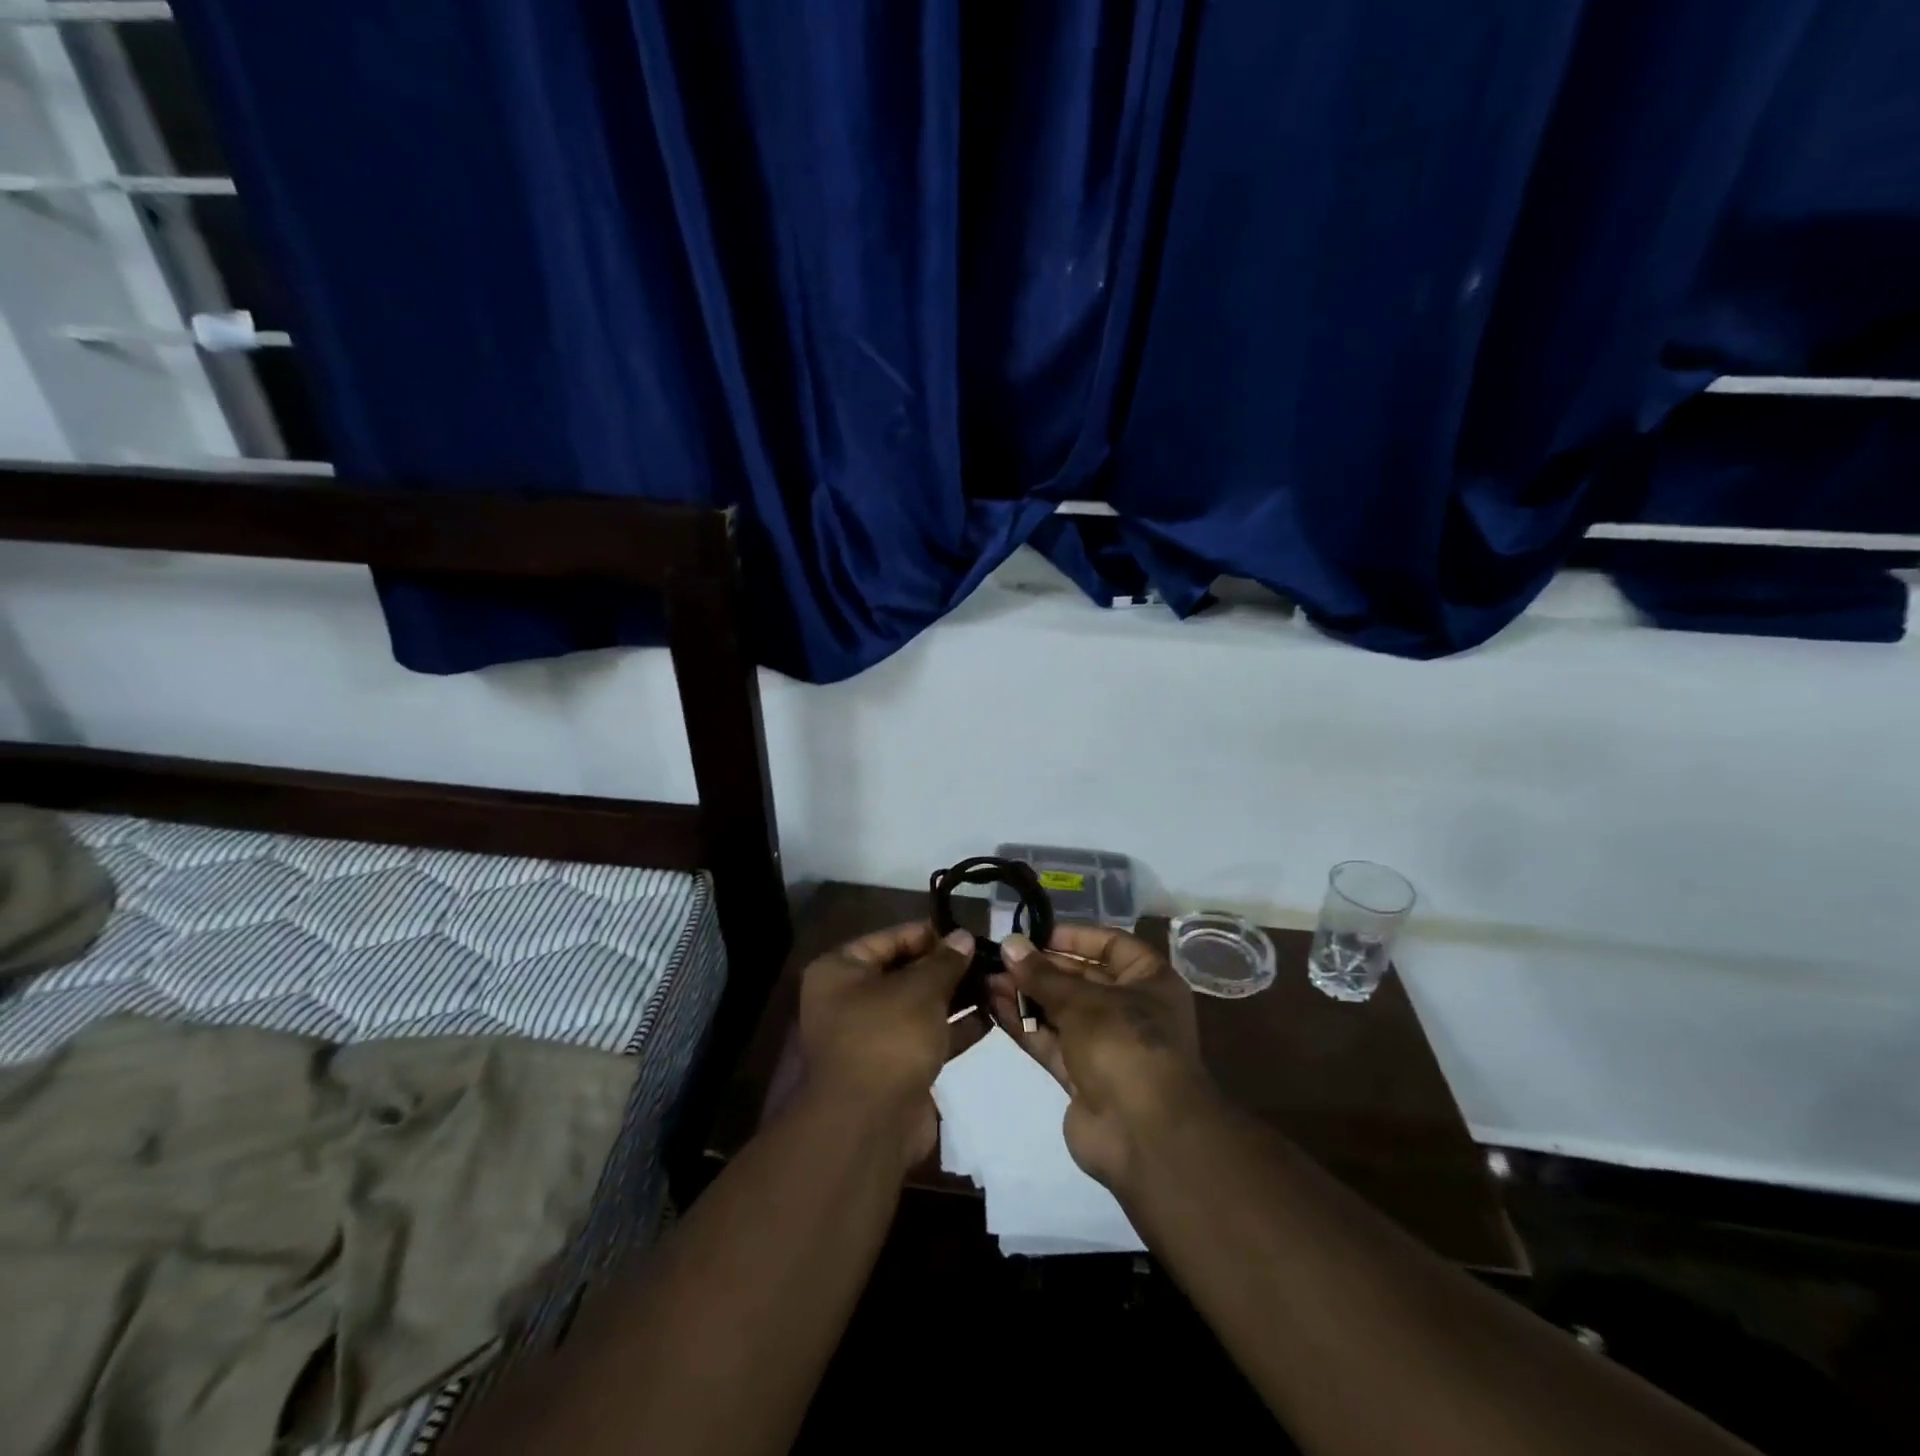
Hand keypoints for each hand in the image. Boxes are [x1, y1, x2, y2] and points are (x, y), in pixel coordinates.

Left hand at [797, 922, 973, 1165]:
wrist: (868, 1127)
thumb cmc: (887, 1038)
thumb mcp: (920, 989)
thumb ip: (945, 961)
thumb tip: (964, 936)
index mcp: (839, 970)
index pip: (889, 938)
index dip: (929, 934)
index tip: (968, 934)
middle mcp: (848, 999)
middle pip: (904, 972)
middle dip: (946, 968)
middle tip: (987, 959)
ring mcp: (870, 1037)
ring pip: (918, 1006)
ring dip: (954, 998)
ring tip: (996, 984)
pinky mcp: (893, 1068)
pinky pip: (926, 1037)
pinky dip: (953, 1029)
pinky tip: (990, 1018)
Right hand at [987, 925, 1213, 1186]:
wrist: (1145, 1135)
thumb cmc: (1125, 1044)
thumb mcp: (1082, 1001)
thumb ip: (1042, 974)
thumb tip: (1008, 944)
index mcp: (1150, 981)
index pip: (1112, 945)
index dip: (1075, 936)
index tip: (1035, 933)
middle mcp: (1133, 1009)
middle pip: (1083, 978)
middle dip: (1041, 968)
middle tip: (1000, 957)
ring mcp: (1107, 1046)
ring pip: (1062, 1011)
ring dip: (1027, 995)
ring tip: (987, 978)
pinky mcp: (1083, 1077)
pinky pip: (1052, 1042)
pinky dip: (1026, 1025)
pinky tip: (994, 1006)